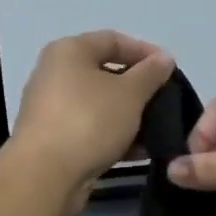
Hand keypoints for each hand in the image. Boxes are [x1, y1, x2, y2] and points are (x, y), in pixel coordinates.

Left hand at [10, 31, 174, 197]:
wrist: (44, 175)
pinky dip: (113, 135)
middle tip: (164, 100)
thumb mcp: (130, 93)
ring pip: (98, 104)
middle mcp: (55, 73)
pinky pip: (89, 128)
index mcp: (69, 51)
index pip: (113, 40)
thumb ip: (150, 73)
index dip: (145, 51)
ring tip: (157, 129)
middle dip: (138, 87)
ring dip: (128, 115)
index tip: (170, 70)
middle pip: (104, 72)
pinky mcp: (52, 138)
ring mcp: (51, 107)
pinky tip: (138, 152)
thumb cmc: (88, 120)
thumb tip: (163, 59)